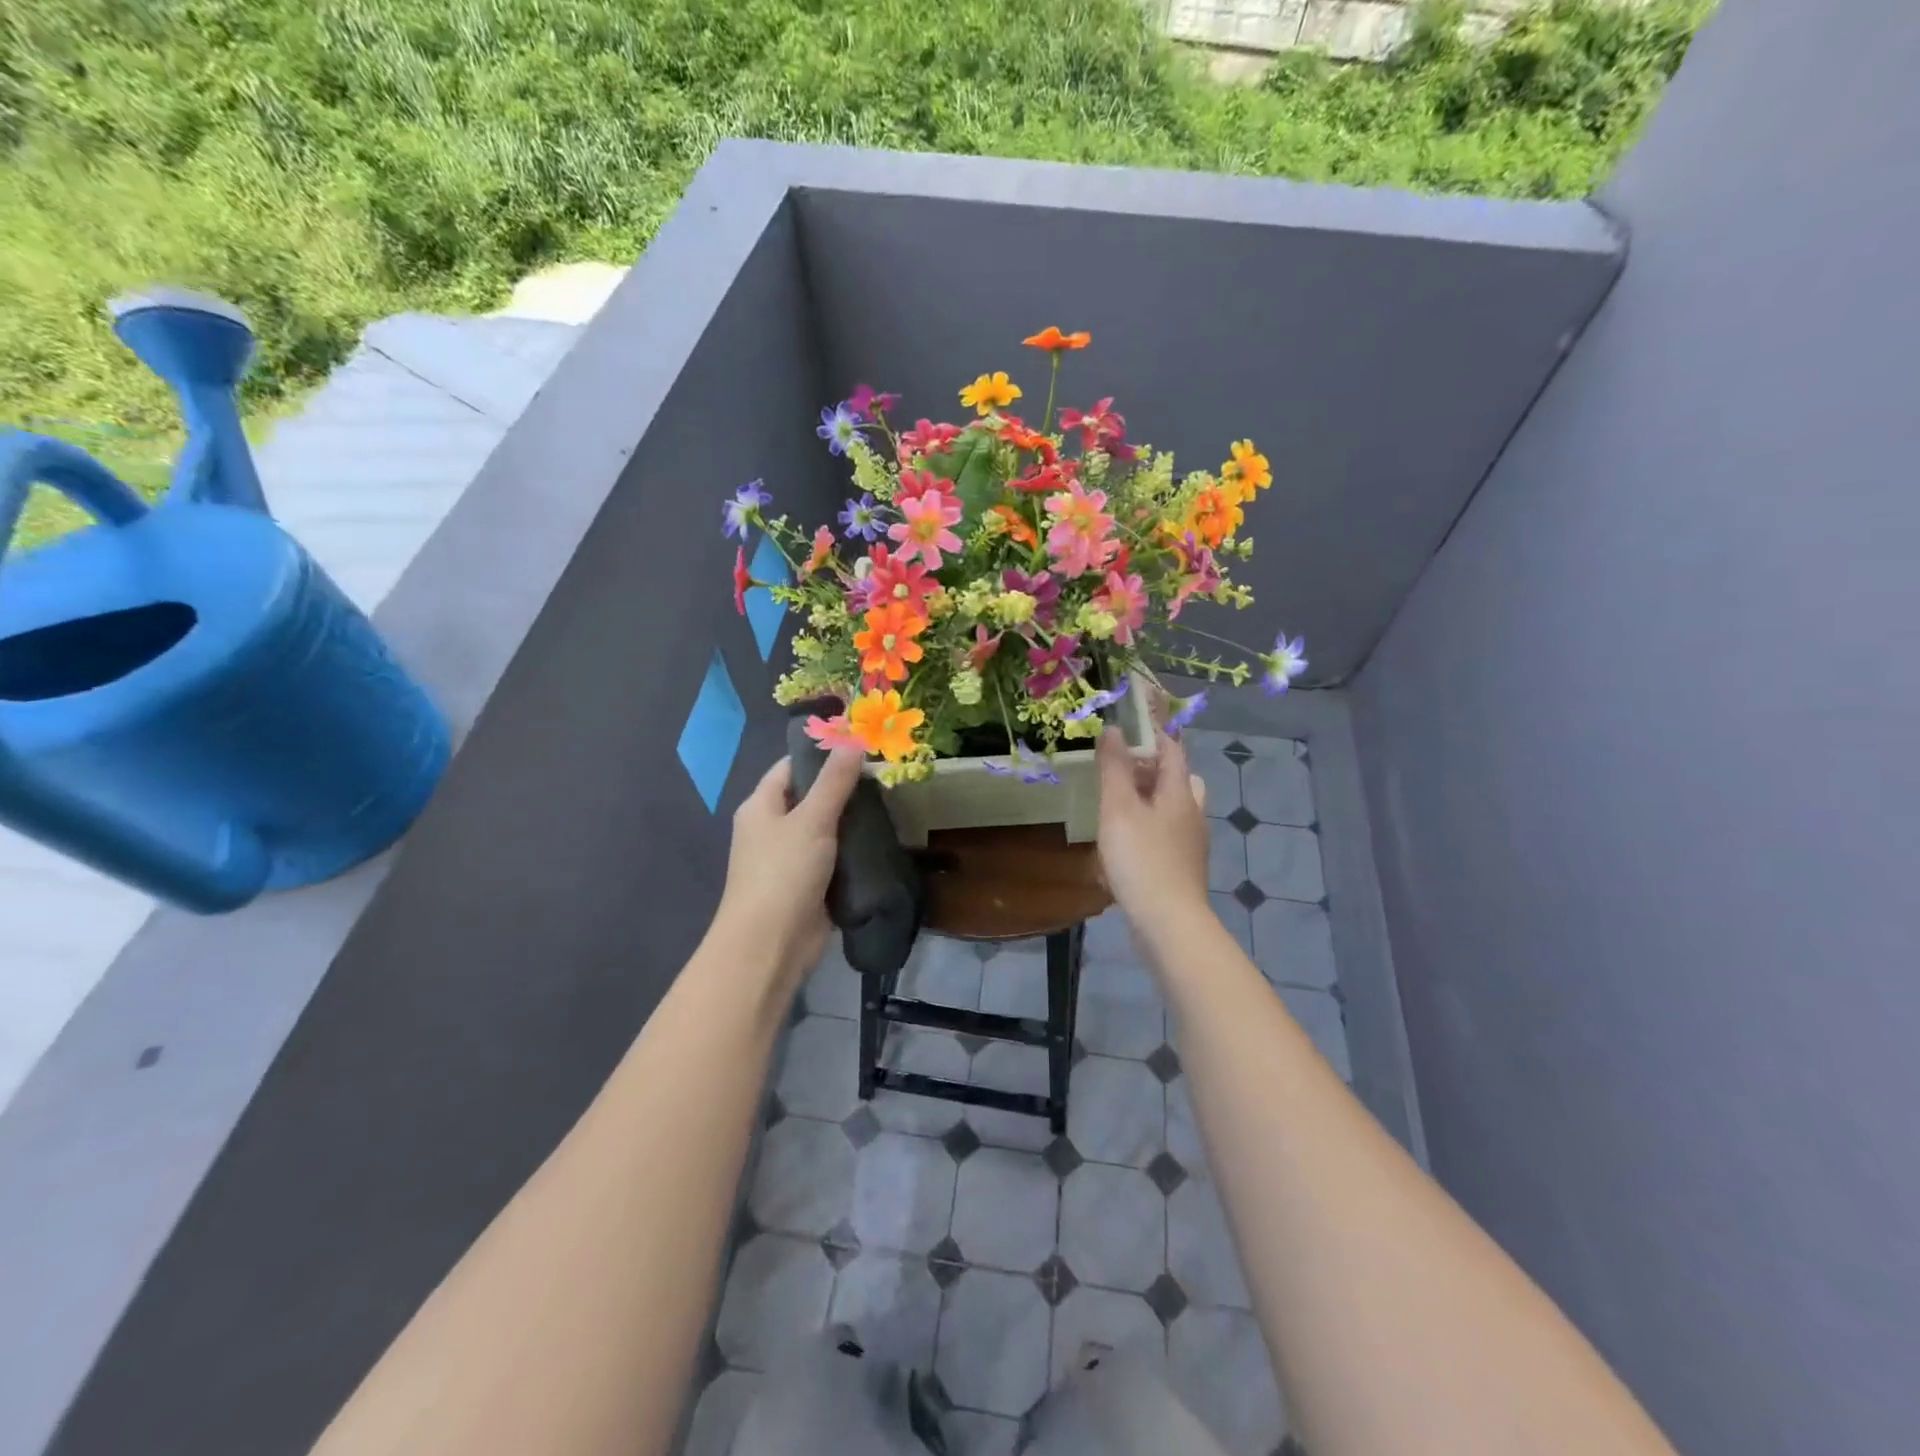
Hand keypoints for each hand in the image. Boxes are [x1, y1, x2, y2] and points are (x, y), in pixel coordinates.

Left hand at [714, 748, 864, 993]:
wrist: (770, 946)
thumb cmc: (783, 873)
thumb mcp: (812, 820)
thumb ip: (834, 781)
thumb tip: (853, 740)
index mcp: (761, 806)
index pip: (791, 767)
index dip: (823, 754)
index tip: (861, 747)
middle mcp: (772, 829)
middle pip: (810, 797)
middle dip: (845, 789)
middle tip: (885, 777)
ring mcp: (790, 859)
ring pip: (825, 830)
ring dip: (852, 821)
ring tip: (891, 804)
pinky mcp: (808, 885)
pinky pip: (833, 858)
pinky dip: (853, 851)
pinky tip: (882, 841)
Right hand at [1096, 727, 1210, 945]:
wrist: (1168, 923)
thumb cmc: (1141, 859)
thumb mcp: (1119, 809)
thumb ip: (1115, 768)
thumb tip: (1114, 729)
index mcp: (1180, 792)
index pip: (1172, 749)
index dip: (1154, 731)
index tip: (1130, 719)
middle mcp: (1192, 813)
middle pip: (1179, 778)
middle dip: (1153, 767)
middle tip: (1122, 768)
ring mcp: (1190, 843)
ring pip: (1173, 808)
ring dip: (1150, 799)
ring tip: (1117, 805)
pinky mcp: (1181, 867)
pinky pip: (1166, 834)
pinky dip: (1148, 827)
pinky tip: (1124, 842)